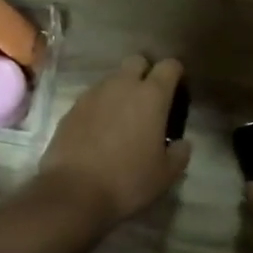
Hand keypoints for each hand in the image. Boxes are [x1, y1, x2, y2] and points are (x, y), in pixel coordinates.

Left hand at [38, 57, 191, 227]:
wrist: (73, 192)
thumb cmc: (128, 181)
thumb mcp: (166, 174)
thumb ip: (180, 153)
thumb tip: (181, 143)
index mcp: (151, 96)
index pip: (170, 66)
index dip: (176, 74)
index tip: (178, 92)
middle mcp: (121, 85)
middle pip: (137, 61)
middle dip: (146, 73)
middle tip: (149, 101)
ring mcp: (92, 94)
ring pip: (112, 79)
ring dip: (121, 91)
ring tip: (123, 119)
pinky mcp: (71, 108)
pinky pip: (92, 98)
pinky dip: (100, 107)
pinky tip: (100, 131)